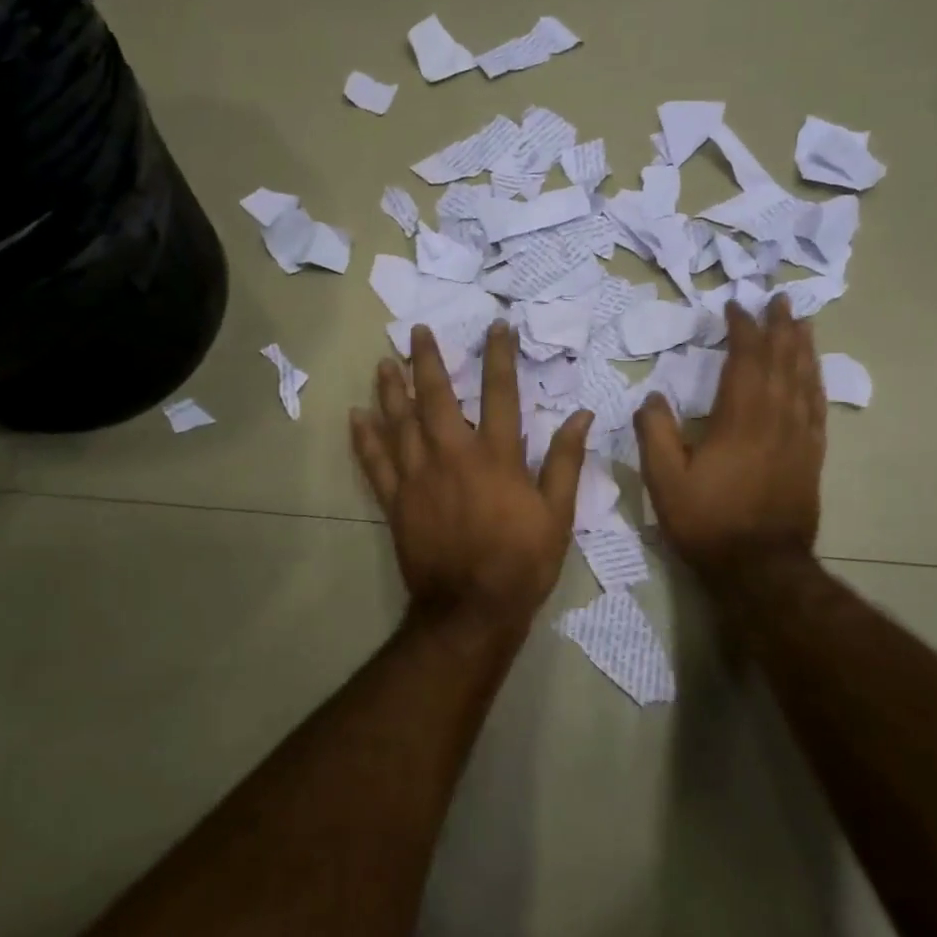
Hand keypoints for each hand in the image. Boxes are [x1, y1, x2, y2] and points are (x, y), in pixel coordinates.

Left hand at [351, 321, 592, 627]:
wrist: (471, 609)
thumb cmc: (521, 561)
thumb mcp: (558, 514)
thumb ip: (565, 461)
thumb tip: (581, 415)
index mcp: (496, 456)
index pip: (499, 393)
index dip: (498, 356)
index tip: (495, 326)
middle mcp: (453, 455)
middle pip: (435, 397)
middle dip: (426, 360)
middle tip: (417, 332)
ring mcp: (418, 477)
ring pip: (399, 422)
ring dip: (390, 389)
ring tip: (383, 363)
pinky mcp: (396, 501)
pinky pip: (375, 462)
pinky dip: (364, 438)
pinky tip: (356, 415)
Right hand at [634, 295, 825, 574]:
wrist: (760, 568)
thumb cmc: (707, 522)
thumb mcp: (664, 480)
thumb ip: (656, 433)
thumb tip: (653, 397)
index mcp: (739, 420)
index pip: (745, 361)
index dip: (742, 330)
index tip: (734, 307)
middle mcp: (776, 420)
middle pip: (782, 362)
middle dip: (780, 327)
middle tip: (779, 299)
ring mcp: (799, 438)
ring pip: (805, 381)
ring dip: (803, 348)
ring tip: (803, 323)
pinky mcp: (811, 458)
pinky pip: (817, 408)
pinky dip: (816, 382)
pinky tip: (814, 374)